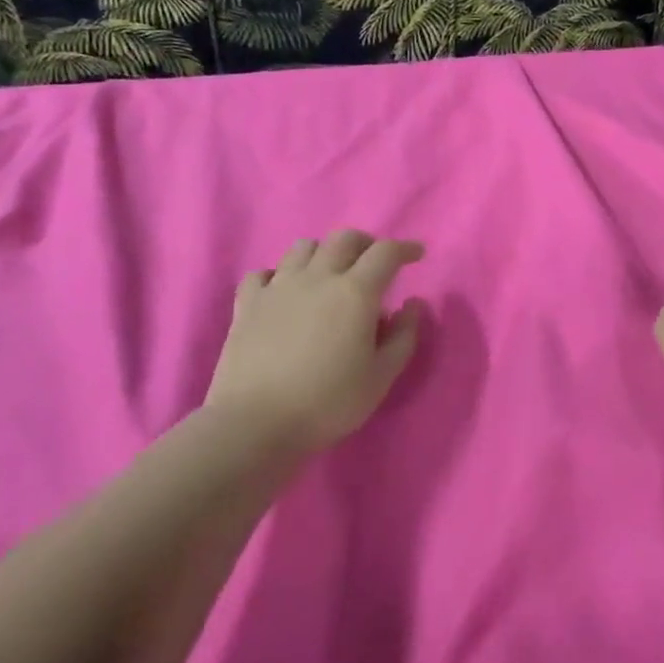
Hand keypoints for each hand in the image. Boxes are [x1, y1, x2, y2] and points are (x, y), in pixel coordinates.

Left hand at [205, 231, 425, 455]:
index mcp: (355, 292)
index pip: (385, 253)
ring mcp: (278, 287)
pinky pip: (263, 273)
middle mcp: (318, 277)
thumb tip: (412, 304)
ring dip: (323, 253)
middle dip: (365, 243)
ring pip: (303, 247)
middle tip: (373, 263)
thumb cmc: (326, 403)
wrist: (254, 424)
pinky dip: (278, 276)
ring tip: (328, 274)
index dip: (404, 248)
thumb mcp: (380, 378)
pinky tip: (283, 293)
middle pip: (344, 238)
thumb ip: (403, 336)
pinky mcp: (248, 303)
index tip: (416, 255)